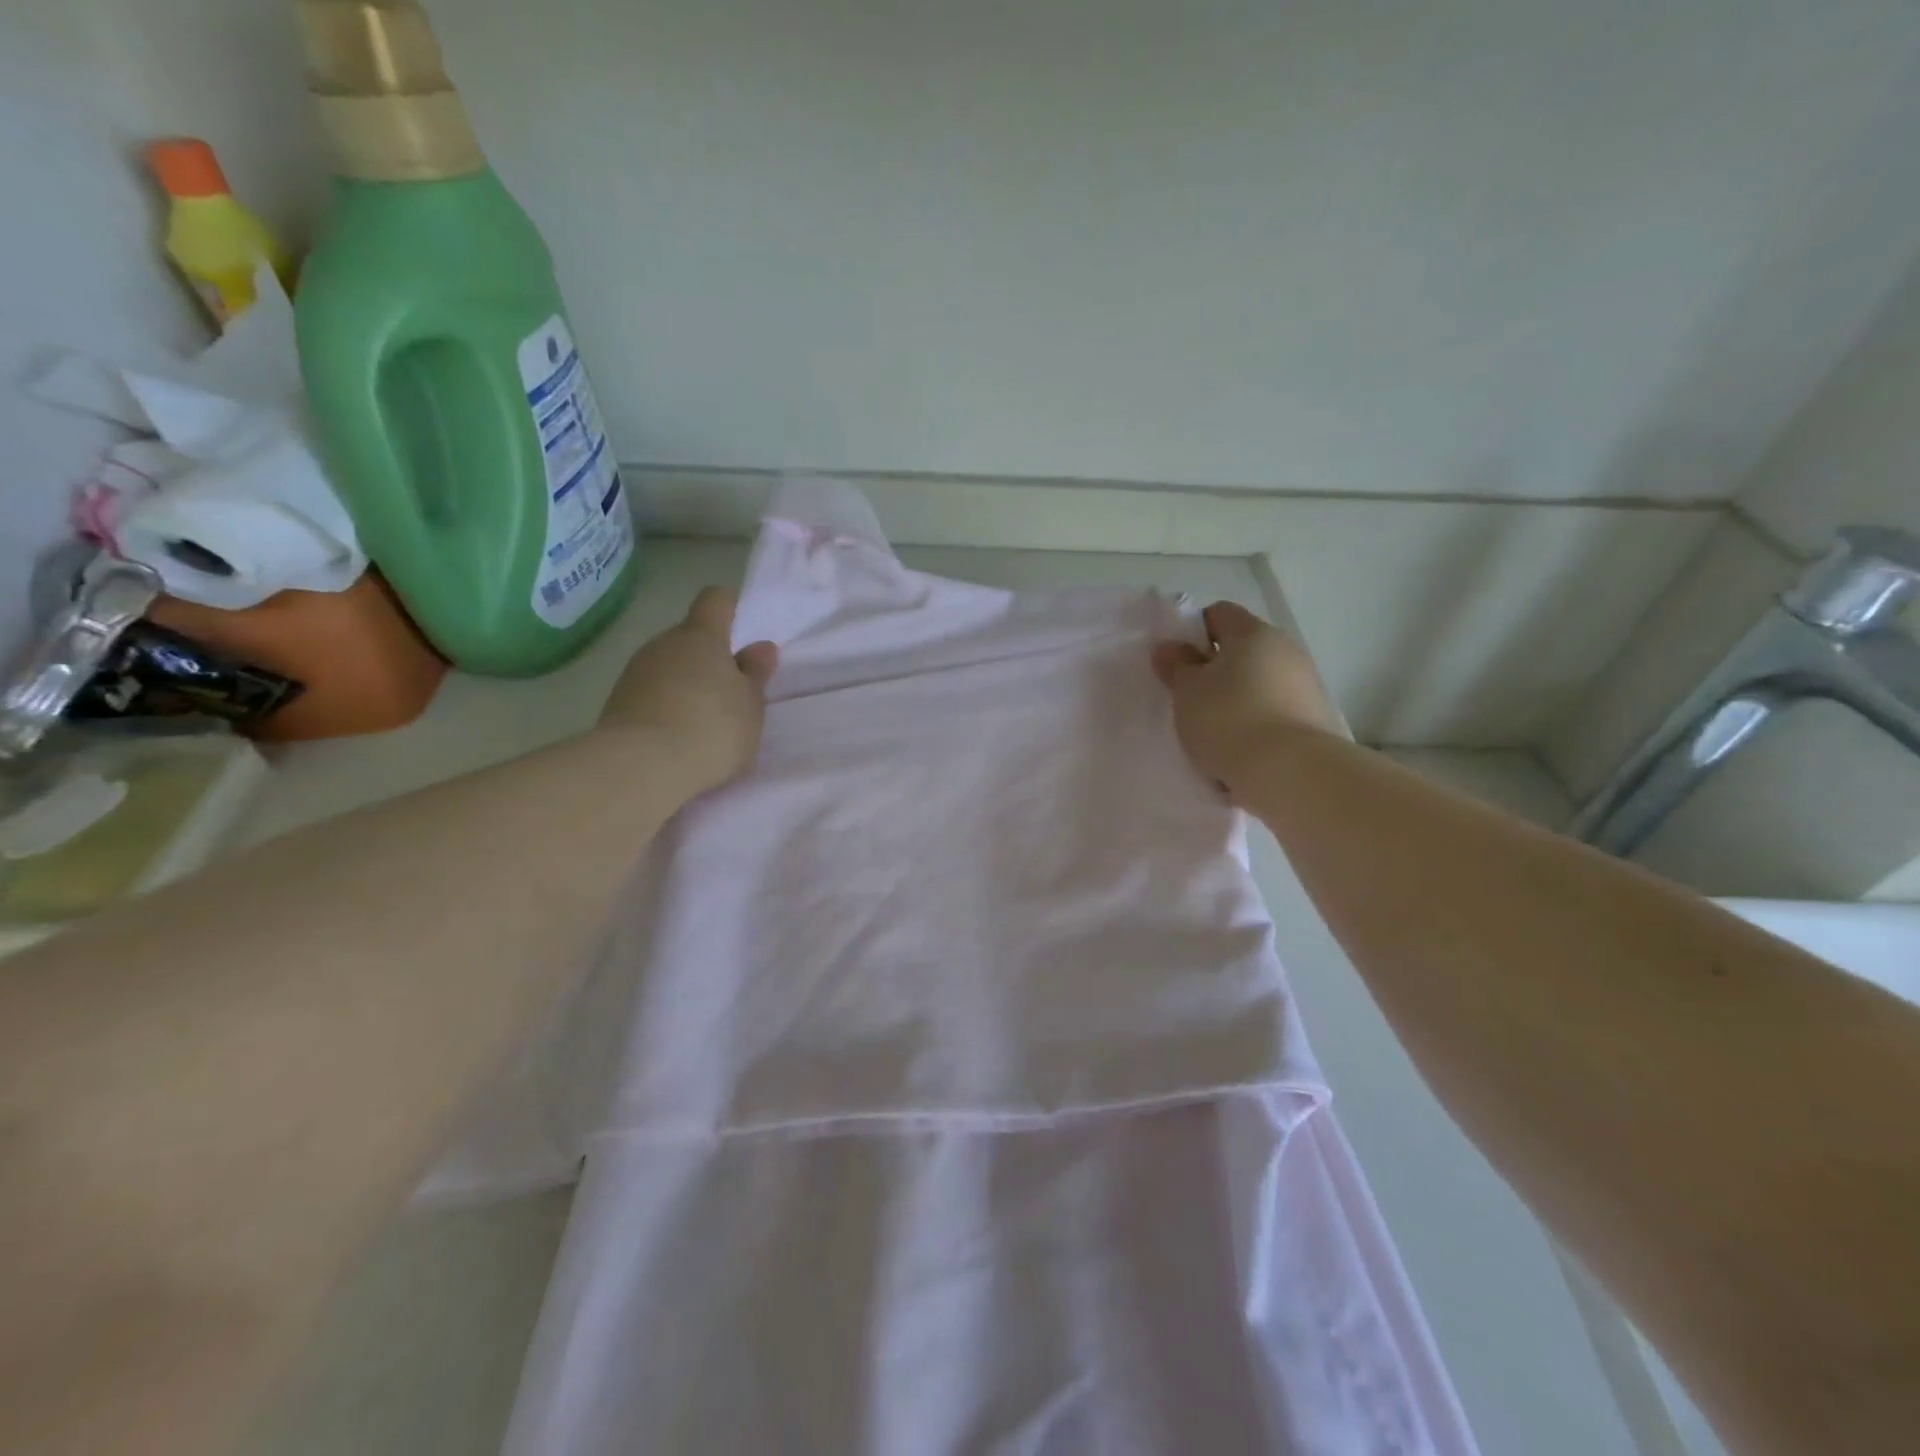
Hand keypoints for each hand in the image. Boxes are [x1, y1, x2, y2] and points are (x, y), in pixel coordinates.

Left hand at [598, 586, 778, 793]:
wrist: (641, 767)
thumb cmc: (711, 728)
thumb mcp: (750, 704)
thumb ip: (755, 673)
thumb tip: (761, 646)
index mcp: (701, 636)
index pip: (715, 600)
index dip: (730, 607)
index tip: (742, 628)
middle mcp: (663, 644)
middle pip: (689, 637)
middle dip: (709, 657)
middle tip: (731, 692)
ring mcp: (635, 672)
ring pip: (668, 666)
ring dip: (686, 684)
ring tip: (704, 722)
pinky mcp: (616, 703)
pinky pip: (650, 694)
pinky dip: (665, 707)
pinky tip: (677, 737)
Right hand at [1151, 601, 1341, 792]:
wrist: (1291, 773)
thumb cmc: (1229, 720)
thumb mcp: (1187, 692)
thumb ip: (1176, 666)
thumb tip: (1170, 647)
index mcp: (1252, 633)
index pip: (1219, 613)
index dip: (1194, 632)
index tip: (1177, 663)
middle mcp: (1285, 649)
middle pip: (1243, 648)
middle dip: (1216, 668)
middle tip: (1190, 698)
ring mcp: (1306, 684)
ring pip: (1260, 681)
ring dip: (1238, 697)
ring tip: (1214, 730)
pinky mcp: (1316, 719)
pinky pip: (1276, 711)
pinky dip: (1257, 722)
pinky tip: (1240, 749)